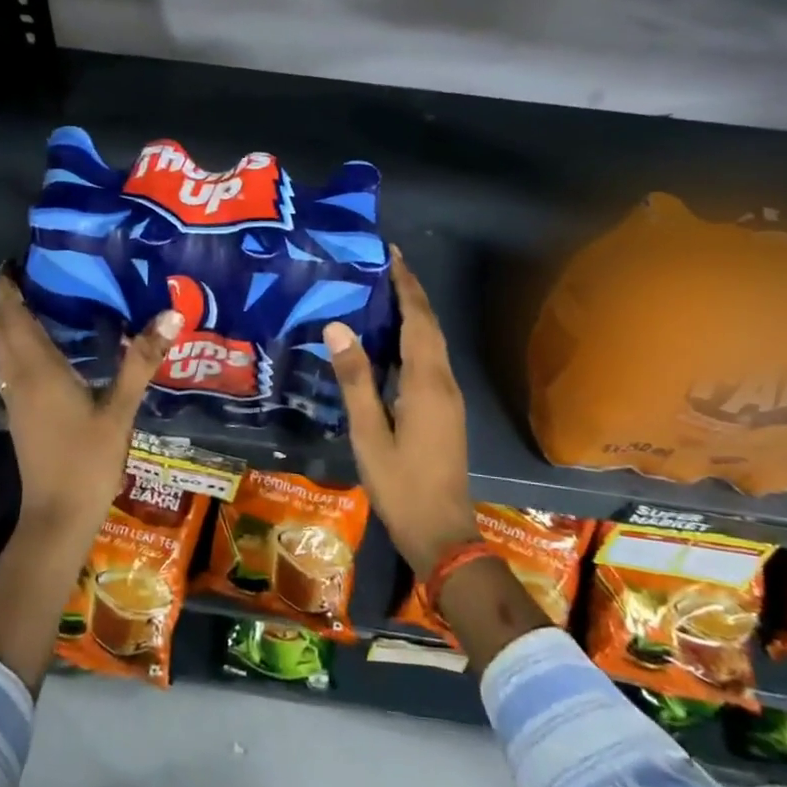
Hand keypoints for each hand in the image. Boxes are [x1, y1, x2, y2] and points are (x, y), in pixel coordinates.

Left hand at [0, 274, 181, 541]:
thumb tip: (170, 315)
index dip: (8, 286)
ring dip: (9, 321)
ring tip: (38, 300)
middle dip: (7, 298)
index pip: (11, 315)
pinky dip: (16, 344)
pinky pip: (9, 365)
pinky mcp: (19, 414)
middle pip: (0, 328)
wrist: (57, 516)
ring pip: (1, 348)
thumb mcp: (121, 409)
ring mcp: (14, 398)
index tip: (17, 260)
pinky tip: (45, 347)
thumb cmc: (87, 460)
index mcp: (37, 368)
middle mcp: (18, 377)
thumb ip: (141, 361)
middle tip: (32, 274)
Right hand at [323, 249, 480, 577]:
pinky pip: (431, 360)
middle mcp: (443, 381)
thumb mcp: (369, 433)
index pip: (418, 319)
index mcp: (426, 382)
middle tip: (383, 266)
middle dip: (411, 292)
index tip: (391, 254)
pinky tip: (391, 344)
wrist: (442, 532)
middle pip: (430, 326)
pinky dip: (415, 339)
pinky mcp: (445, 411)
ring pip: (433, 343)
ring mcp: (448, 397)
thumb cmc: (400, 484)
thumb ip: (355, 379)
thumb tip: (338, 326)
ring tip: (384, 294)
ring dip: (414, 314)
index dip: (406, 285)